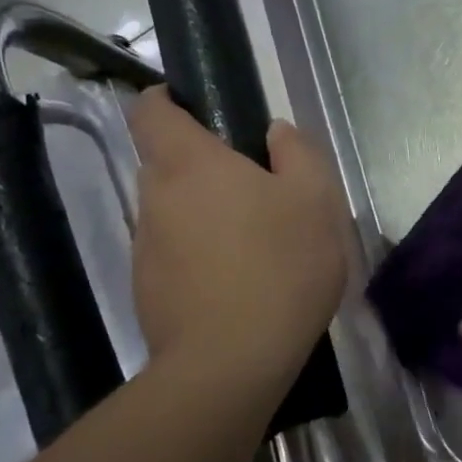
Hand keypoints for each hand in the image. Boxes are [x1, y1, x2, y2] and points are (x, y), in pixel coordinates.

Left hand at [129, 86, 346, 370]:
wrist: (233, 360)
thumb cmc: (281, 265)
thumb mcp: (316, 201)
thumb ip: (298, 154)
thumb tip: (275, 133)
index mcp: (191, 163)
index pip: (151, 111)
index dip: (166, 101)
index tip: (197, 110)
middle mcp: (156, 197)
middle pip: (166, 165)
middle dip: (202, 169)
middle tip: (255, 193)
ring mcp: (145, 246)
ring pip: (172, 213)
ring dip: (203, 218)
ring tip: (253, 249)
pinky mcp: (146, 290)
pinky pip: (173, 256)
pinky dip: (198, 258)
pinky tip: (237, 285)